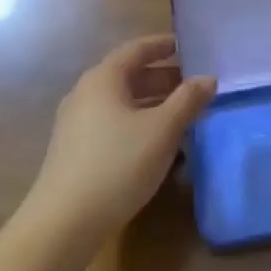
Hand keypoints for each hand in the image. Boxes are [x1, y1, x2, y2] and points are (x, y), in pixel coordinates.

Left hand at [25, 34, 216, 245]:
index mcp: (103, 78)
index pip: (136, 49)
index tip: (185, 45)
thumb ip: (188, 100)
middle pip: (128, 76)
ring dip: (152, 104)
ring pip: (121, 103)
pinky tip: (156, 146)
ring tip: (181, 116)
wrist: (62, 225)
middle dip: (162, 79)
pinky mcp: (74, 152)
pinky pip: (112, 124)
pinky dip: (137, 124)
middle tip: (192, 86)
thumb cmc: (117, 165)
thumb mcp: (162, 130)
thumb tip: (209, 79)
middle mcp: (85, 93)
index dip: (162, 45)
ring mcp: (76, 124)